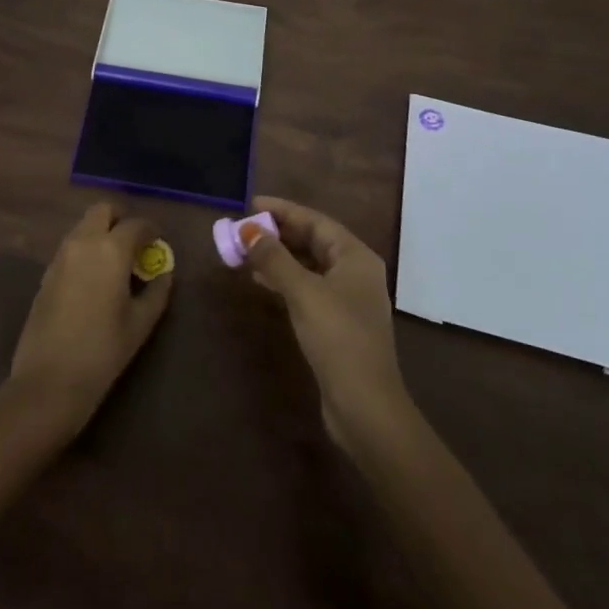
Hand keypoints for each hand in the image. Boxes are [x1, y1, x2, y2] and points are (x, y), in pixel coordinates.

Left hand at [4, 201, 173, 440]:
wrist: (49, 381)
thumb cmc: (103, 351)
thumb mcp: (140, 323)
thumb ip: (157, 291)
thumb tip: (163, 273)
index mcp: (110, 250)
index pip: (136, 224)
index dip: (151, 230)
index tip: (158, 242)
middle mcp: (83, 243)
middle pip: (102, 211)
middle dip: (120, 219)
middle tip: (134, 242)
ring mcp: (60, 256)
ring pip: (83, 227)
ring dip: (101, 233)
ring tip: (116, 262)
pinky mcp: (46, 273)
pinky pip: (70, 247)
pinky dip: (85, 249)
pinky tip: (95, 278)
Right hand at [242, 195, 407, 452]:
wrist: (365, 404)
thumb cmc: (338, 337)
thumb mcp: (303, 292)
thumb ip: (274, 259)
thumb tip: (249, 231)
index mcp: (355, 256)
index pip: (316, 221)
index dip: (283, 211)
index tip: (251, 204)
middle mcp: (355, 272)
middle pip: (313, 241)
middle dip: (278, 234)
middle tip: (243, 228)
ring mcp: (347, 299)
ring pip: (308, 266)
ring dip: (278, 257)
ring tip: (245, 251)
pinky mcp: (337, 323)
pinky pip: (307, 288)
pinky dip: (284, 280)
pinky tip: (260, 282)